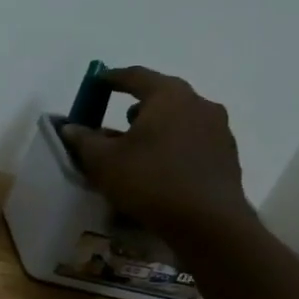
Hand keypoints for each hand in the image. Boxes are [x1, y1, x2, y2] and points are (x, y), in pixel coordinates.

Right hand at [63, 67, 256, 241]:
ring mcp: (218, 130)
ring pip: (180, 119)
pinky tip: (160, 167)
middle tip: (118, 118)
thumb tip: (70, 128)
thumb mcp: (104, 161)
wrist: (209, 223)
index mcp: (169, 96)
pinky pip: (193, 140)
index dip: (113, 78)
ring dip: (157, 127)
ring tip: (137, 146)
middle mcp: (199, 104)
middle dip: (138, 104)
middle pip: (163, 96)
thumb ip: (84, 140)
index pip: (136, 76)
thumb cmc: (150, 181)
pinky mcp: (227, 156)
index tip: (97, 82)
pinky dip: (173, 145)